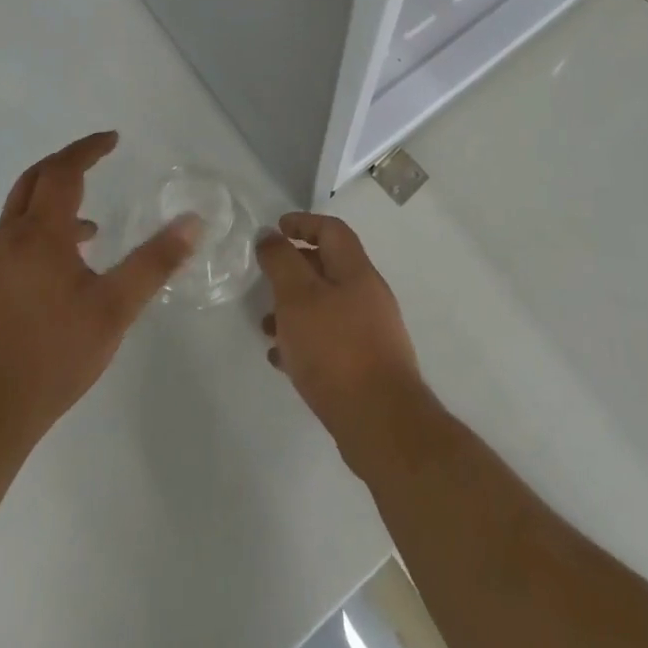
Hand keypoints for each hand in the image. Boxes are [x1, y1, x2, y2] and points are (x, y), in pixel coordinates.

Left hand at [0, 132, 200, 450]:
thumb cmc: (50, 357)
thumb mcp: (114, 310)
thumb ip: (154, 263)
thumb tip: (193, 222)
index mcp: (39, 234)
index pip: (63, 171)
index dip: (87, 149)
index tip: (111, 138)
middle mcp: (7, 240)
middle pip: (33, 180)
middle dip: (65, 163)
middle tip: (95, 160)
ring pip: (18, 214)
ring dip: (51, 202)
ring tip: (89, 228)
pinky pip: (10, 243)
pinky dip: (37, 233)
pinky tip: (58, 275)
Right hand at [257, 213, 424, 470]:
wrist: (382, 424)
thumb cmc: (336, 349)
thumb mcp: (298, 297)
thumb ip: (281, 262)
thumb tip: (269, 235)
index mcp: (356, 271)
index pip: (331, 230)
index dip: (303, 223)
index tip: (276, 228)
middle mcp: (368, 295)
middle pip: (329, 267)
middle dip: (295, 269)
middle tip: (266, 279)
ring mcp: (371, 332)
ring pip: (326, 307)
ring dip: (295, 309)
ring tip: (266, 326)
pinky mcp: (367, 366)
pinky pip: (330, 341)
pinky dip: (305, 340)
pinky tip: (282, 359)